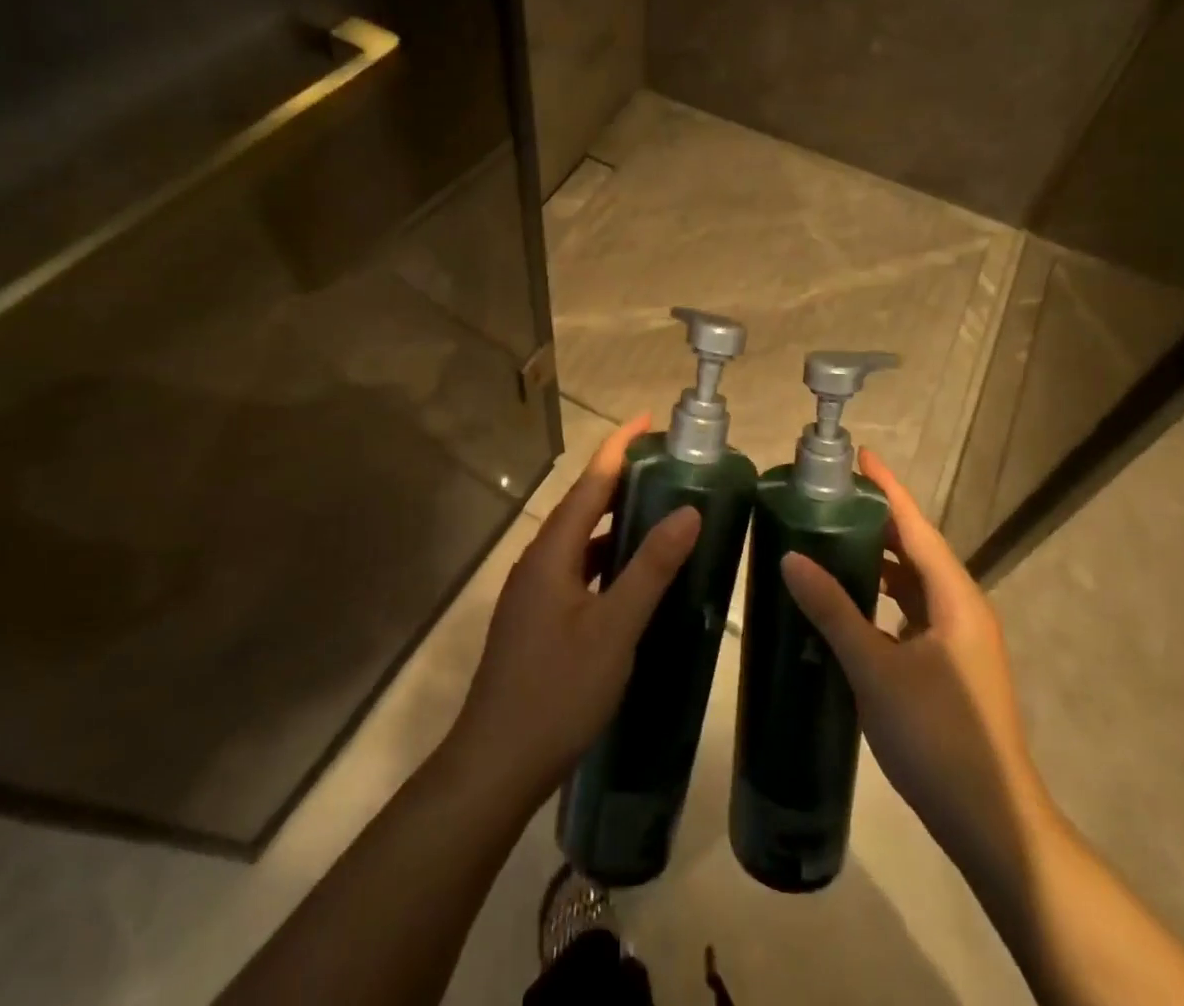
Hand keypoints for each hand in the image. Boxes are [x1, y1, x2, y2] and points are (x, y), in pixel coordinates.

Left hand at [449, 414, 698, 805]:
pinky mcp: (537, 619)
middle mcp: (539, 561)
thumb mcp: (614, 628)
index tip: (647, 419)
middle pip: (582, 505)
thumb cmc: (558, 691)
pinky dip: (606, 559)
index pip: (590, 482)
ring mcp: (534, 592)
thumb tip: (688, 511)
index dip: (618, 446)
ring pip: (579, 541)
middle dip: (620, 479)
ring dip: (614, 521)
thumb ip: (650, 568)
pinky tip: (631, 576)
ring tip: (657, 510)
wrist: (496, 763)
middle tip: (665, 464)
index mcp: (553, 552)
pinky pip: (577, 571)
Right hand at [779, 450, 1057, 884]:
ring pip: (913, 584)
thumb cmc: (938, 738)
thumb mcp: (876, 670)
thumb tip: (790, 557)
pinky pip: (912, 613)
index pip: (915, 527)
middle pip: (915, 549)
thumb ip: (834, 611)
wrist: (992, 825)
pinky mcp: (951, 668)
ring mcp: (959, 641)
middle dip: (877, 521)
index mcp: (954, 598)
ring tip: (832, 541)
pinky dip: (882, 597)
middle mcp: (962, 609)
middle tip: (829, 498)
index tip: (859, 455)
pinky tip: (851, 605)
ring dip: (878, 561)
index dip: (887, 489)